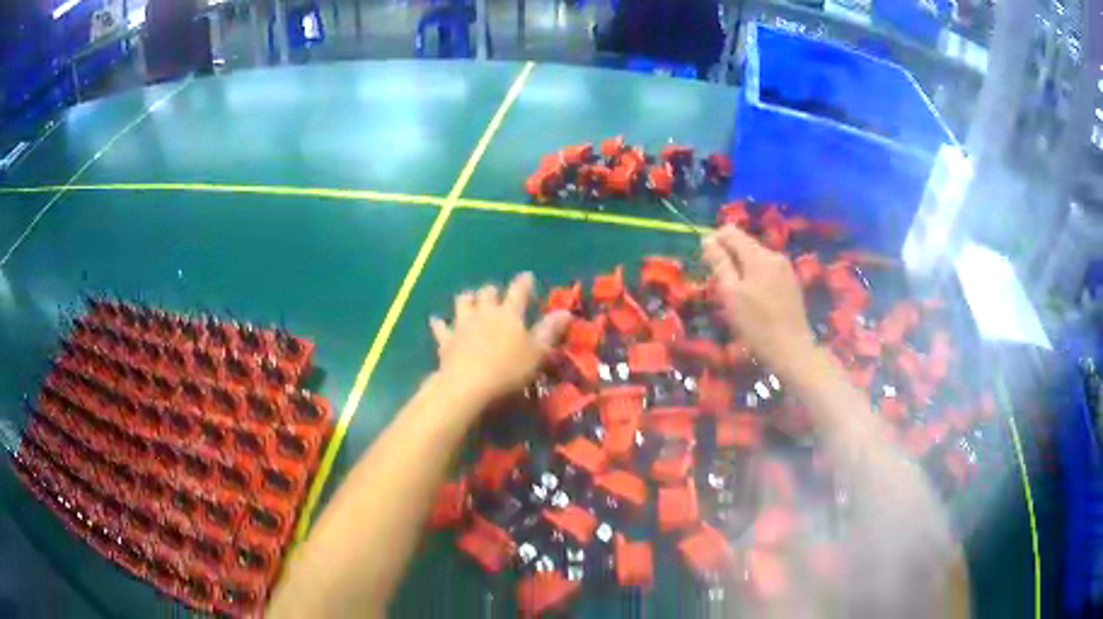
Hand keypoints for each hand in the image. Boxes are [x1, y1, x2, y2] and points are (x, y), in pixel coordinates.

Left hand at [429, 273, 571, 404]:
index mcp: (509, 313)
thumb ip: (550, 331)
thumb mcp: (537, 352)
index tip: (528, 276)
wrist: (468, 383)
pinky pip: (440, 326)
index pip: (519, 291)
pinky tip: (437, 321)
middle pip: (487, 292)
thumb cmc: (509, 368)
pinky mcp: (446, 339)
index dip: (524, 282)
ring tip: (470, 301)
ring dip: (467, 300)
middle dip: (492, 291)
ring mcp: (462, 323)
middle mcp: (485, 312)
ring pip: (463, 301)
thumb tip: (566, 312)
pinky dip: (439, 323)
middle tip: (496, 294)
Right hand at [702, 225, 816, 373]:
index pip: (731, 232)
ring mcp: (786, 269)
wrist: (792, 350)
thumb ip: (719, 263)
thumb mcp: (731, 294)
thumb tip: (708, 240)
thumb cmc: (757, 324)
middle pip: (745, 244)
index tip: (707, 263)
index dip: (715, 241)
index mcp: (758, 255)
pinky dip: (756, 277)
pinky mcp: (792, 282)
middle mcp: (774, 255)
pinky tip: (755, 300)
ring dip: (742, 269)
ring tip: (736, 295)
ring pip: (756, 258)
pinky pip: (768, 270)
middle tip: (720, 285)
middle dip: (729, 257)